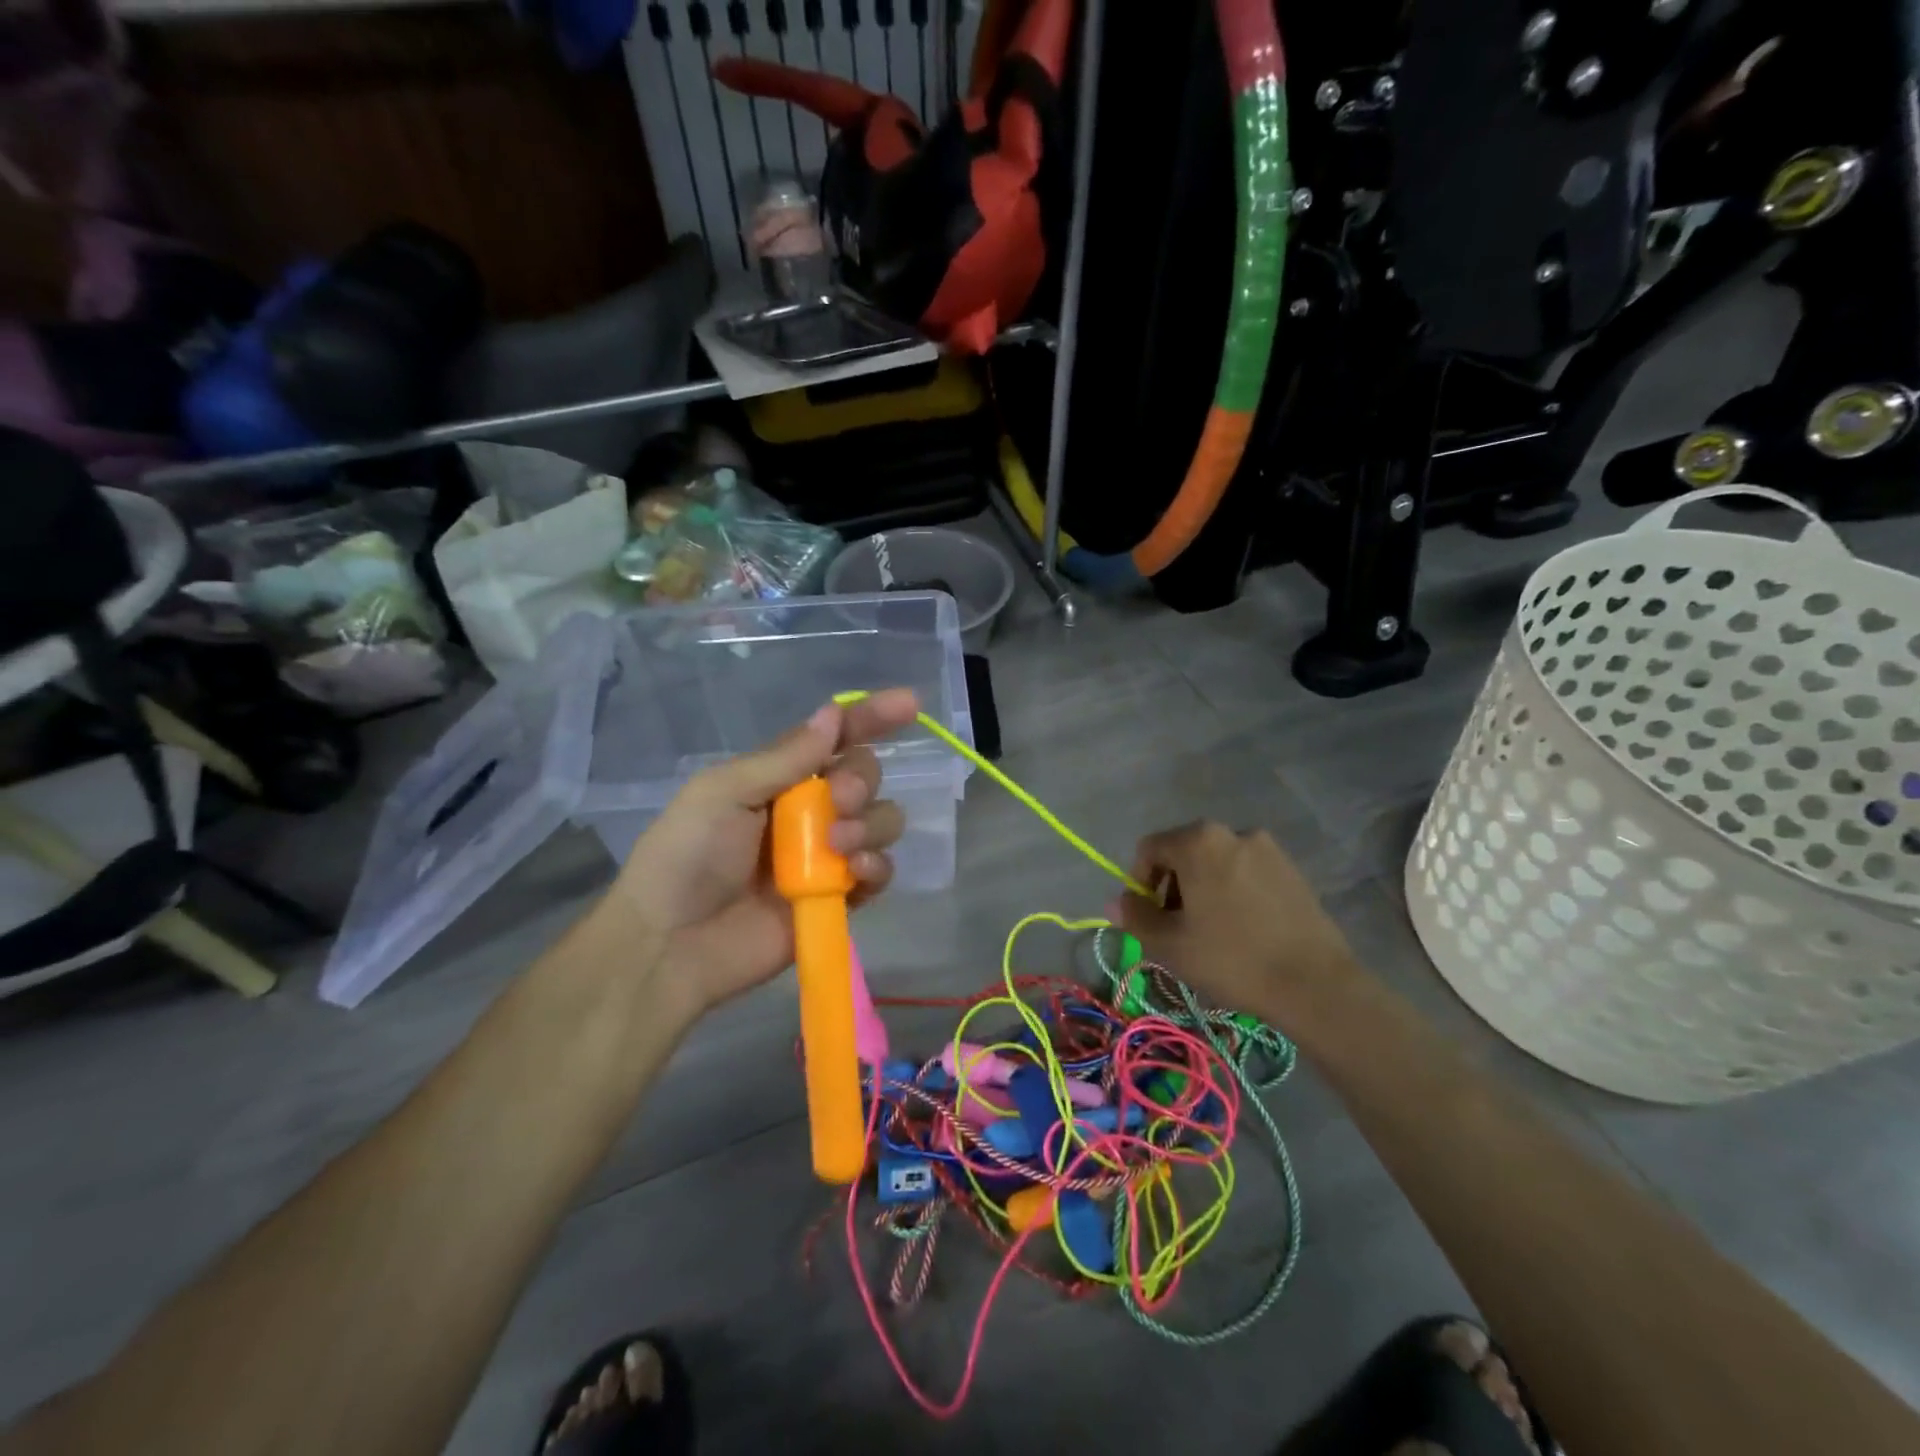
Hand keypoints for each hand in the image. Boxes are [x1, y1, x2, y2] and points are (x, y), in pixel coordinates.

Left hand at [608, 689, 919, 1018]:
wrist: (670, 944)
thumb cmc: (686, 857)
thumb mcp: (724, 793)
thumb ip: (785, 758)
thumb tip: (833, 714)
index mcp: (780, 777)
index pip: (834, 738)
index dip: (872, 717)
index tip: (910, 704)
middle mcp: (810, 810)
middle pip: (865, 776)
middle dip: (862, 780)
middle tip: (839, 799)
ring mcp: (827, 855)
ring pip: (881, 821)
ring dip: (870, 824)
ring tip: (838, 844)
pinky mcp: (839, 898)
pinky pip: (880, 872)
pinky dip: (877, 866)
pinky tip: (855, 871)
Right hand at [1114, 822, 1357, 1028]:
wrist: (1316, 985)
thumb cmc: (1232, 958)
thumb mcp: (1169, 944)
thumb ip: (1134, 917)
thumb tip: (1117, 902)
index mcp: (1198, 841)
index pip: (1149, 849)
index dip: (1139, 883)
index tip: (1150, 920)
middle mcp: (1232, 832)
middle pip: (1184, 853)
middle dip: (1172, 887)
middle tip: (1178, 930)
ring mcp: (1268, 849)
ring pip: (1216, 864)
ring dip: (1203, 890)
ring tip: (1212, 933)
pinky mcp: (1293, 870)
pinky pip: (1246, 873)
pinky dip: (1233, 893)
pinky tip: (1243, 930)